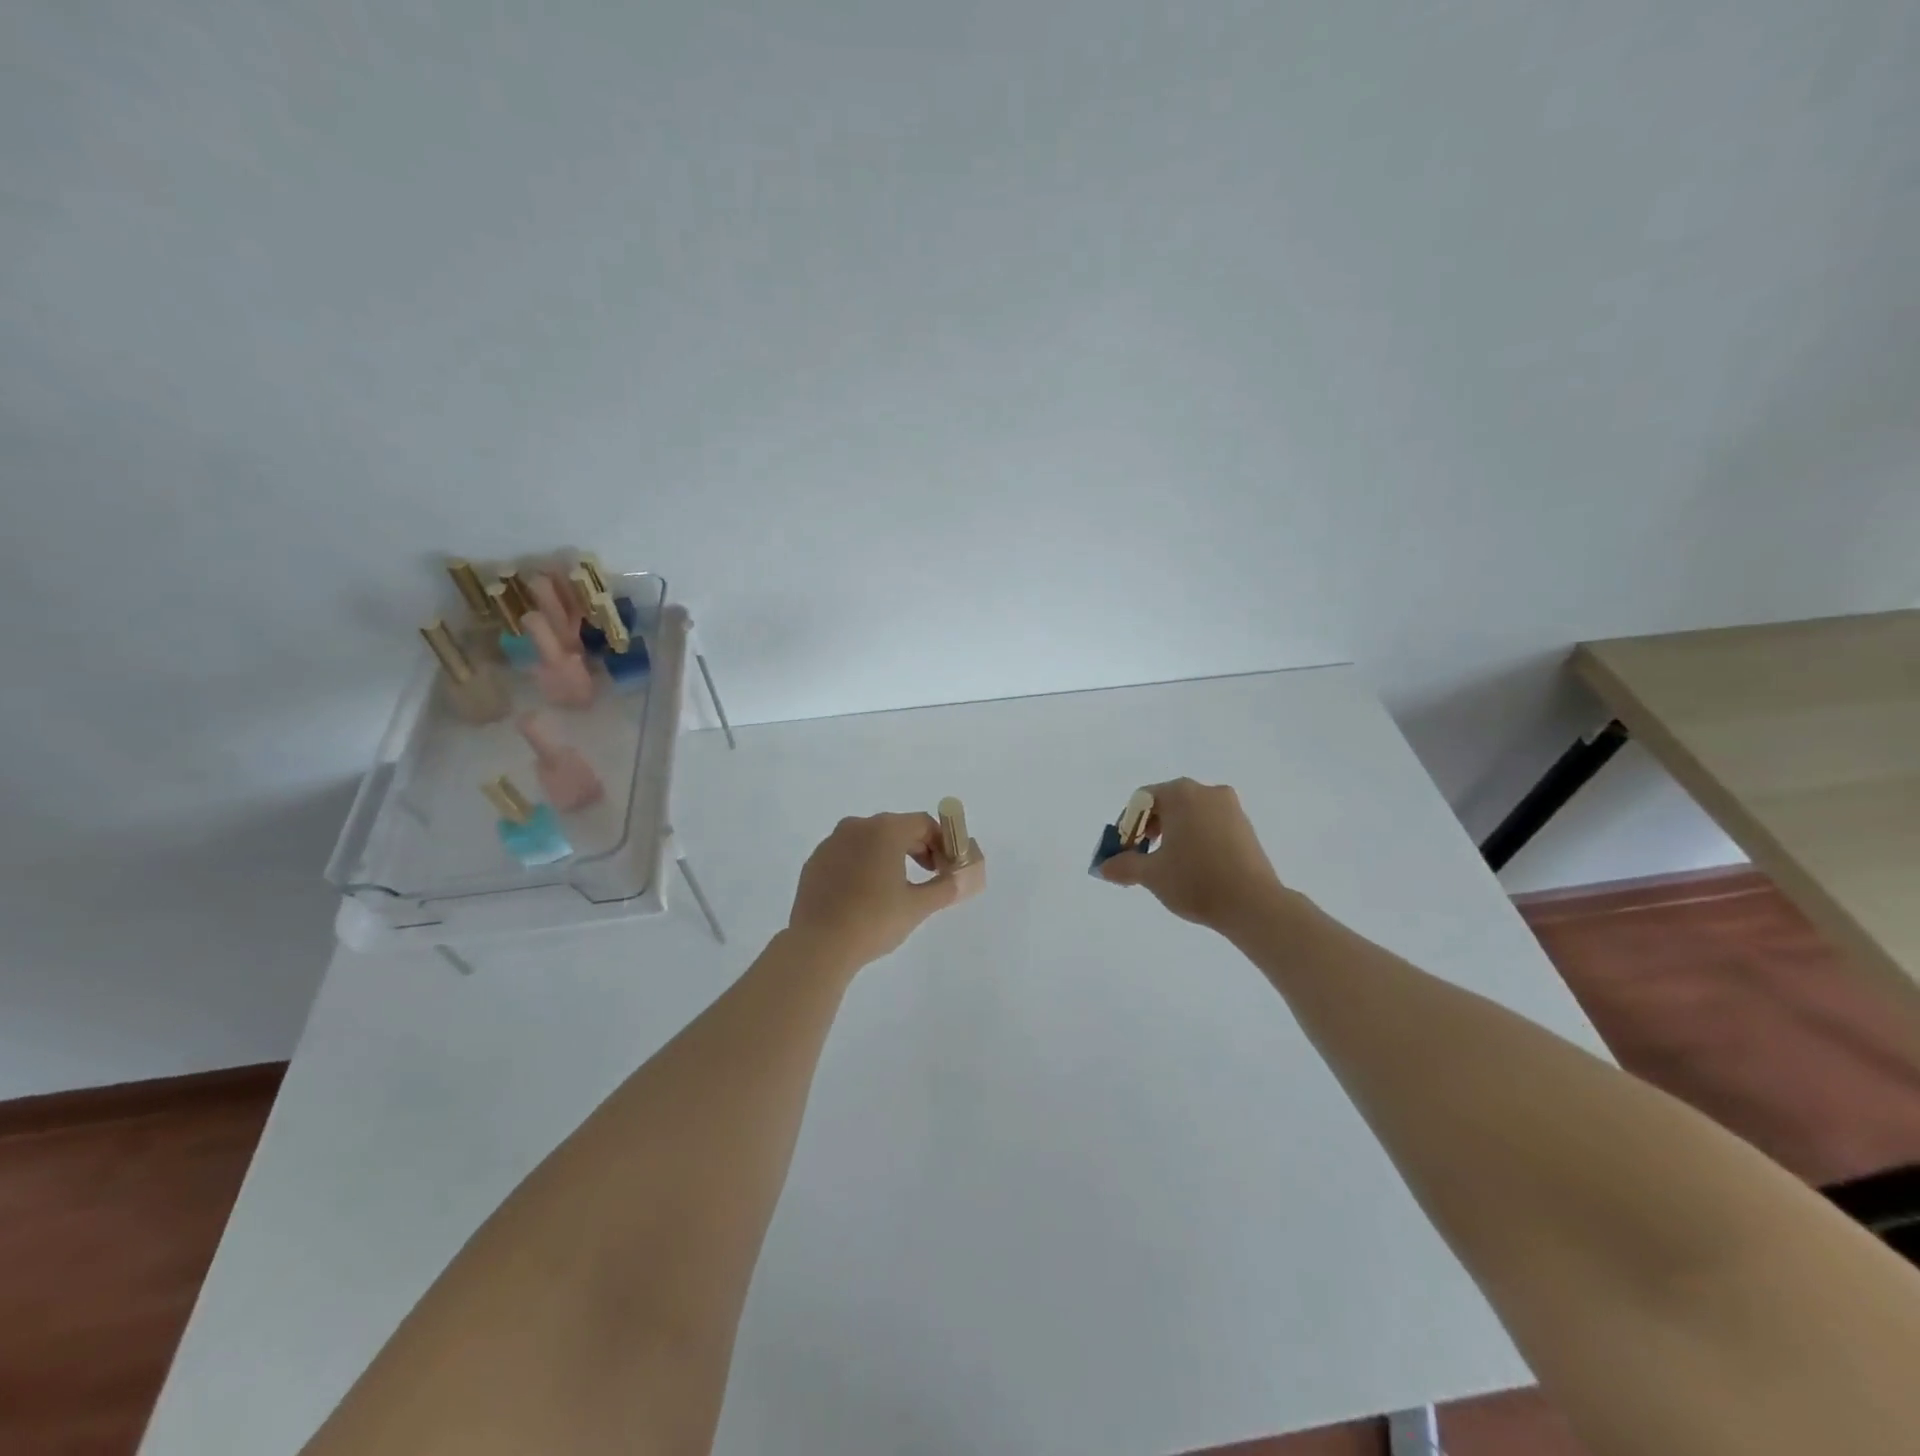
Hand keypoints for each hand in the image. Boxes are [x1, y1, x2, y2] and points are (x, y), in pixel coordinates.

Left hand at [787, 812, 983, 971]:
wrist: (818, 945)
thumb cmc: (874, 920)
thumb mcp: (918, 906)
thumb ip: (946, 887)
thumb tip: (966, 879)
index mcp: (884, 830)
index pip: (924, 824)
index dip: (943, 843)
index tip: (948, 868)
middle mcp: (856, 826)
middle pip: (897, 828)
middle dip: (919, 848)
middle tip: (930, 877)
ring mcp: (831, 843)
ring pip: (870, 840)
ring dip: (890, 856)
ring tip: (898, 887)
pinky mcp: (815, 862)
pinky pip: (848, 854)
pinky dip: (863, 865)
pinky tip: (866, 895)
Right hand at [1097, 778, 1286, 935]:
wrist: (1253, 904)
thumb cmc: (1195, 881)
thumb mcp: (1151, 874)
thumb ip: (1123, 865)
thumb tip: (1103, 866)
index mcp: (1181, 794)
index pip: (1142, 800)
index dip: (1127, 826)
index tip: (1125, 852)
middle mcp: (1206, 792)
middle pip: (1167, 804)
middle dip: (1149, 829)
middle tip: (1143, 858)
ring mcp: (1230, 808)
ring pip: (1190, 815)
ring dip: (1173, 835)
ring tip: (1169, 866)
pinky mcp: (1246, 827)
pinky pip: (1210, 825)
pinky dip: (1196, 839)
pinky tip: (1194, 867)